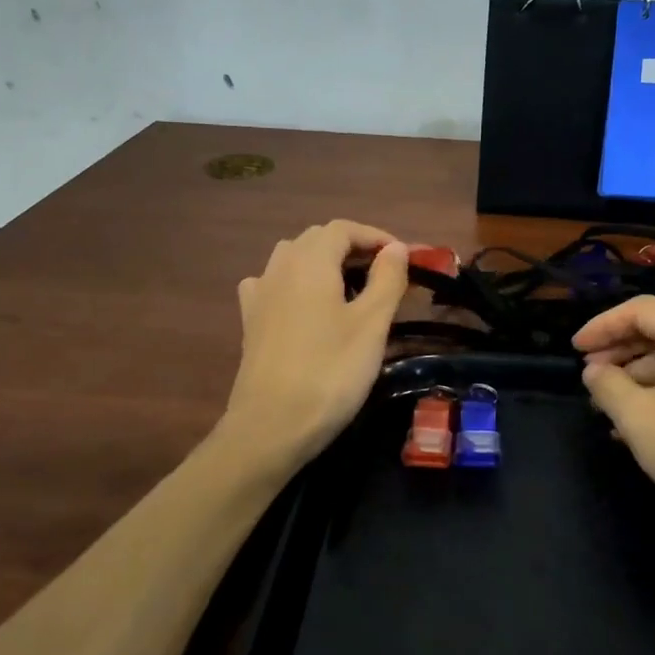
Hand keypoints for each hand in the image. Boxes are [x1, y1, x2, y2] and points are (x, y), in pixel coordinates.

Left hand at [223, 220, 411, 467]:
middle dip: (353, 247)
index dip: (376, 236)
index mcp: (310, 262)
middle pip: (318, 239)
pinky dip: (296, 282)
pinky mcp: (250, 321)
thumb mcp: (371, 325)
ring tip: (351, 287)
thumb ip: (387, 279)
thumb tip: (395, 248)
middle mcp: (279, 267)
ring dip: (324, 262)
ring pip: (293, 259)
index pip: (344, 229)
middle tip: (385, 272)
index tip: (404, 258)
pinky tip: (305, 304)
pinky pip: (273, 284)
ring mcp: (259, 294)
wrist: (271, 426)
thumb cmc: (330, 372)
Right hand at [575, 297, 654, 551]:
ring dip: (643, 375)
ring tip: (615, 409)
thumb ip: (607, 386)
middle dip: (620, 352)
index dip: (601, 326)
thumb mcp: (639, 420)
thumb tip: (595, 370)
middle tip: (591, 379)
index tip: (575, 350)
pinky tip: (652, 423)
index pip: (638, 310)